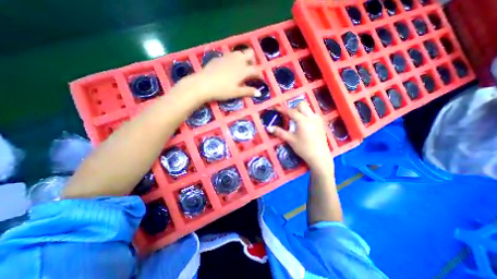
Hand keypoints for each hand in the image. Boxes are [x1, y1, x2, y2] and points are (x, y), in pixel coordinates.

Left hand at [179, 49, 262, 102]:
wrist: (202, 84)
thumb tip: (259, 93)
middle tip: (250, 70)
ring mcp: (227, 57)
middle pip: (250, 53)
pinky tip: (228, 69)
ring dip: (243, 59)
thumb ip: (248, 91)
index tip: (260, 79)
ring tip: (240, 69)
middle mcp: (237, 60)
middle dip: (253, 60)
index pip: (256, 69)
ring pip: (239, 53)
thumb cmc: (221, 90)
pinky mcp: (219, 57)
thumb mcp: (236, 93)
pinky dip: (233, 60)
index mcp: (243, 69)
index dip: (259, 74)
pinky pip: (230, 55)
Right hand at [268, 103, 333, 170]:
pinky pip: (313, 114)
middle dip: (294, 108)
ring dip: (301, 111)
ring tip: (297, 121)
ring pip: (309, 109)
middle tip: (289, 116)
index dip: (282, 109)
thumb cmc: (304, 148)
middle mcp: (311, 117)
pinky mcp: (322, 124)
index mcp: (303, 121)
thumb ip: (280, 132)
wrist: (319, 157)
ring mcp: (318, 120)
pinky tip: (305, 125)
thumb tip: (269, 128)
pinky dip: (307, 115)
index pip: (291, 111)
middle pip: (302, 105)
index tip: (276, 108)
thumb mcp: (290, 140)